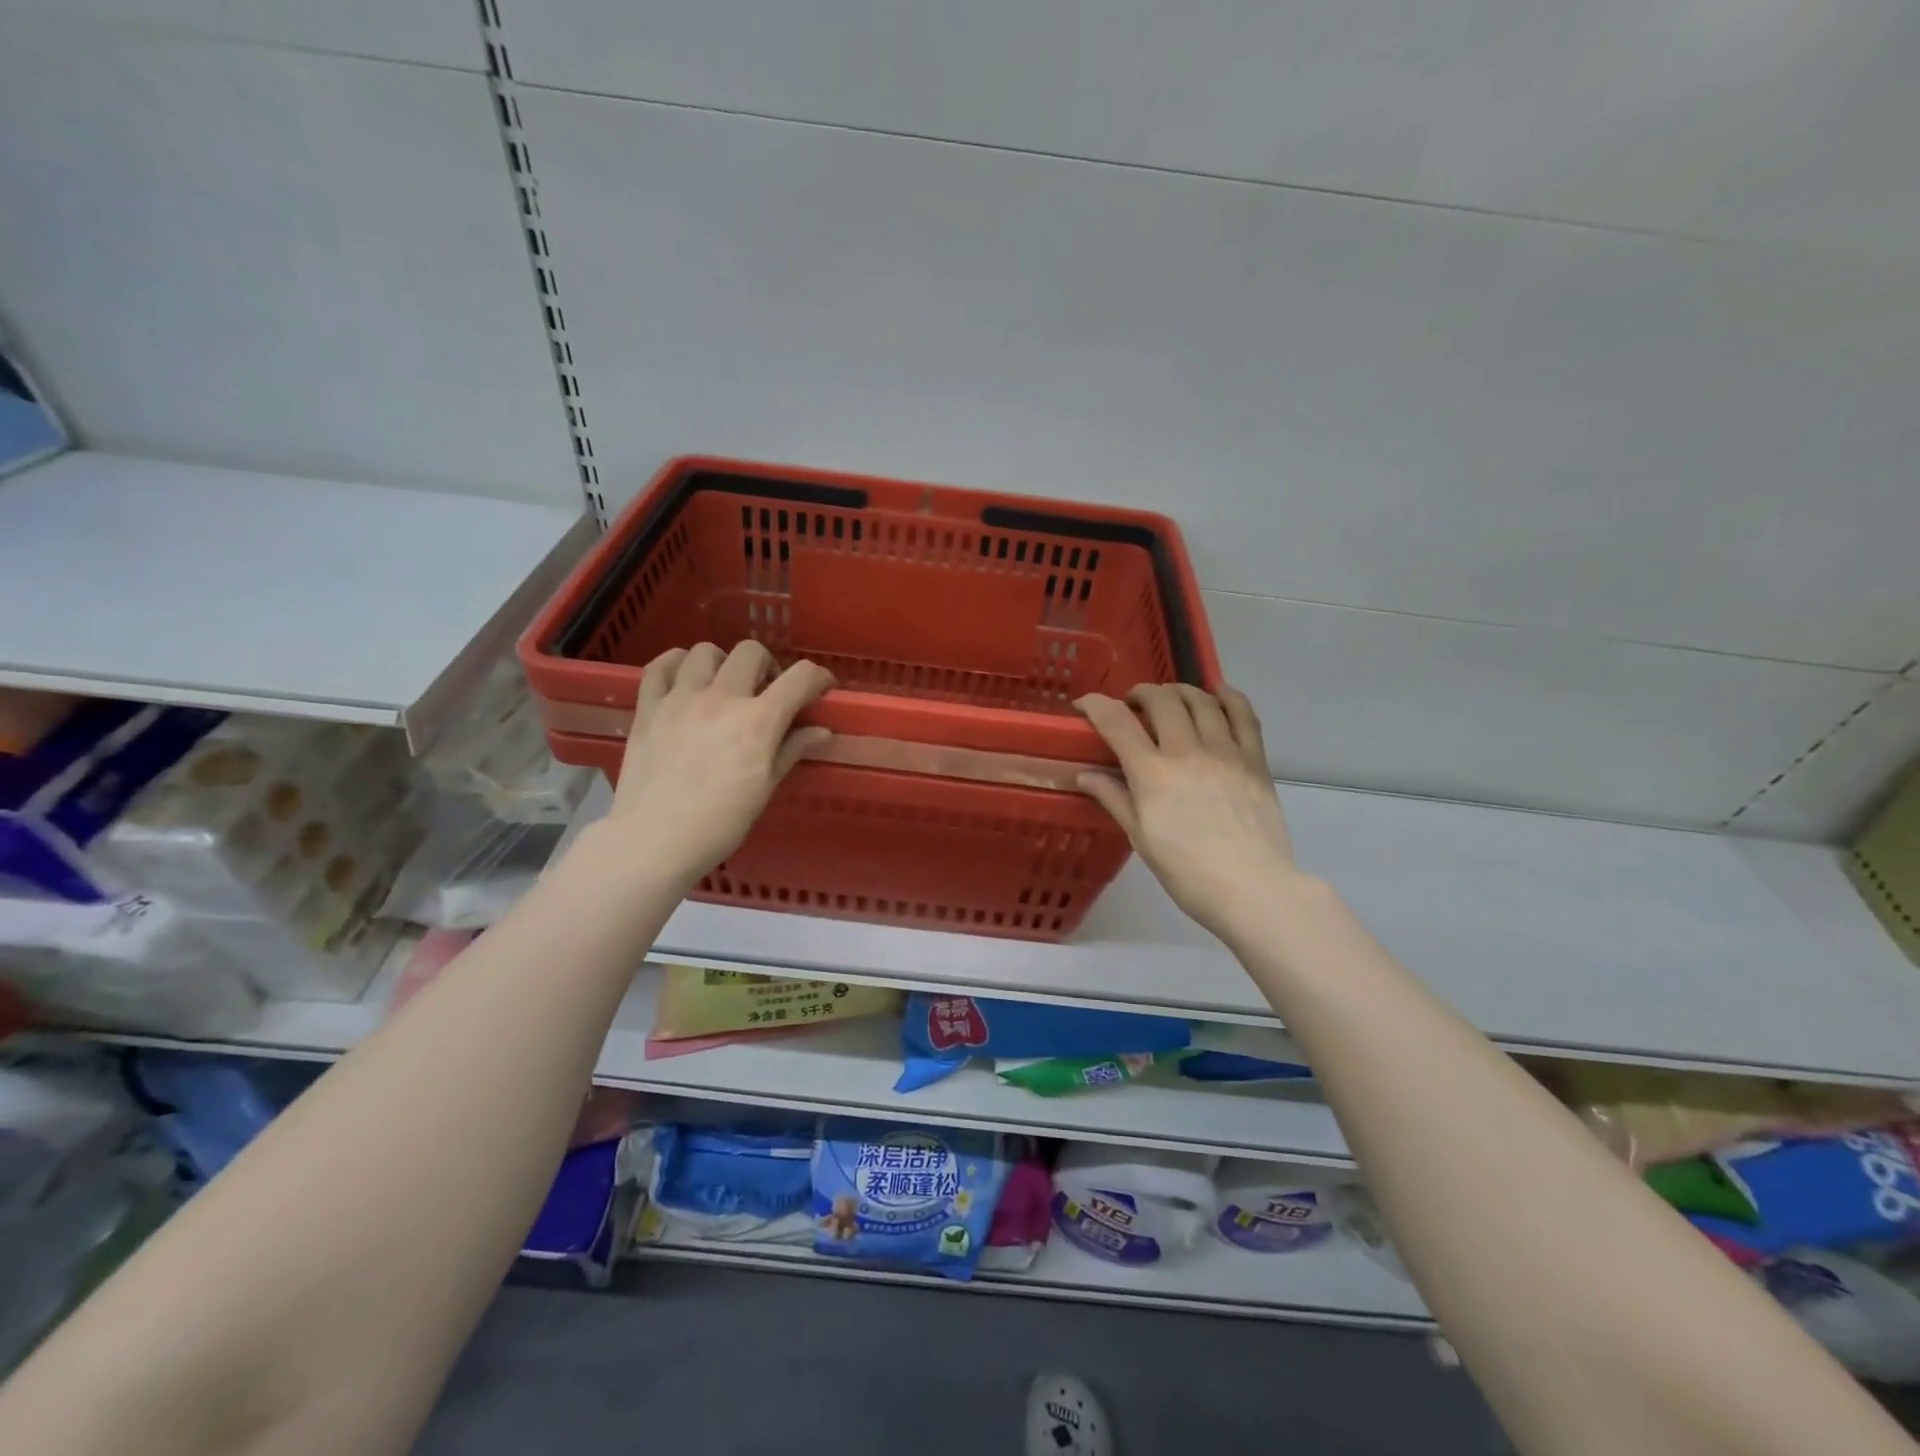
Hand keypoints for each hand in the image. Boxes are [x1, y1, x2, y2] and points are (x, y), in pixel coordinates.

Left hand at [601, 641, 832, 888]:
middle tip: (766, 693)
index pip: (799, 678)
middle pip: (752, 652)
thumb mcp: (765, 789)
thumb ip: (791, 751)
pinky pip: (660, 665)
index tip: (820, 688)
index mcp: (758, 722)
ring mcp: (680, 699)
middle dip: (768, 667)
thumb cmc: (719, 824)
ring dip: (722, 663)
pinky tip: (685, 678)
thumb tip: (821, 732)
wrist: (654, 841)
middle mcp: (721, 699)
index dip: (817, 677)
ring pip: (705, 651)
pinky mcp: (648, 707)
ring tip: (723, 687)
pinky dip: (676, 664)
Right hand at [1075, 685, 1298, 936]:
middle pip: (1161, 700)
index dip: (1095, 704)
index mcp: (1152, 774)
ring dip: (1179, 691)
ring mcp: (1225, 752)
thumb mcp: (1141, 838)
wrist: (1252, 888)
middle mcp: (1187, 752)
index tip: (1084, 704)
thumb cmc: (1187, 871)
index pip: (1117, 722)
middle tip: (1134, 706)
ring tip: (1171, 699)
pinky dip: (1228, 697)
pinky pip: (1244, 715)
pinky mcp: (1255, 760)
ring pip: (1201, 700)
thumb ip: (1114, 799)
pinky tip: (1218, 694)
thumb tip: (1085, 775)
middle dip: (1141, 693)